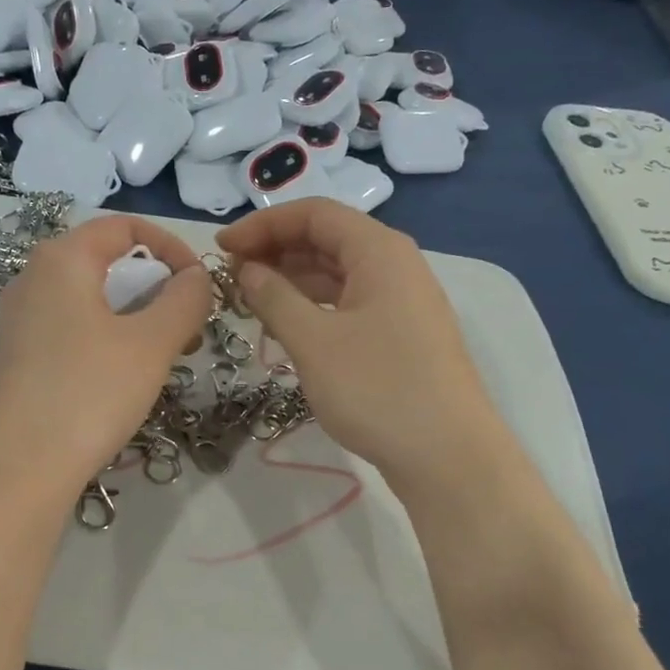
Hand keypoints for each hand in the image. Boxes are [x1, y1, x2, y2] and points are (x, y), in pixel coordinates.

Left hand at [0, 215, 210, 498]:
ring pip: (90, 296)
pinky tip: (122, 374)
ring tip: (162, 353)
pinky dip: (106, 334)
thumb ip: (185, 299)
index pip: (125, 226)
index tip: (200, 285)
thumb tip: (197, 277)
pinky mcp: (16, 354)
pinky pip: (70, 325)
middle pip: (106, 260)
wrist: (19, 469)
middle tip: (186, 326)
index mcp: (62, 259)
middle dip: (155, 285)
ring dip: (134, 313)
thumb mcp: (152, 343)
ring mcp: (19, 317)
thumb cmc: (90, 394)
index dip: (172, 247)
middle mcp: (32, 277)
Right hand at [219, 198, 502, 494]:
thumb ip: (274, 297)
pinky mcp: (400, 334)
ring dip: (292, 278)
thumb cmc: (377, 389)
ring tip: (249, 298)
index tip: (221, 248)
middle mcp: (395, 265)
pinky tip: (286, 323)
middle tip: (230, 274)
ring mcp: (401, 301)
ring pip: (337, 273)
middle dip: (275, 249)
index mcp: (379, 251)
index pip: (314, 214)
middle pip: (327, 239)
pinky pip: (349, 302)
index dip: (263, 224)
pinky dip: (313, 304)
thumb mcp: (313, 341)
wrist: (447, 456)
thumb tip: (247, 269)